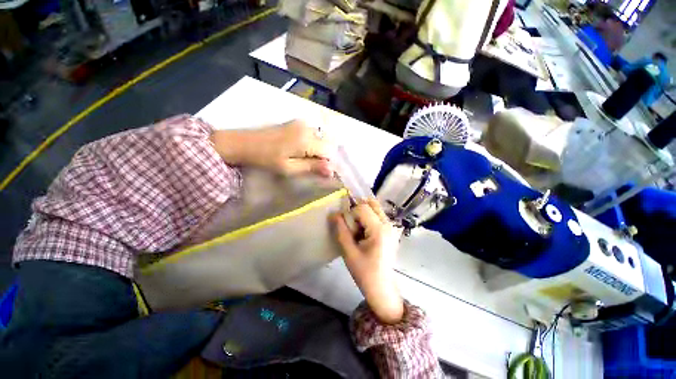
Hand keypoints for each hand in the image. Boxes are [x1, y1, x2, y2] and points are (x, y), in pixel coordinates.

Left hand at [211, 120, 333, 175]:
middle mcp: (307, 127)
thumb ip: (312, 167)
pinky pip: (312, 135)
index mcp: (306, 139)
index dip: (327, 163)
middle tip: (309, 167)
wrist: (243, 143)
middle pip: (325, 145)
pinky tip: (299, 151)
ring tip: (302, 160)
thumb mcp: (289, 168)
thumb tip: (332, 170)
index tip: (319, 172)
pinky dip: (310, 145)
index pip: (329, 152)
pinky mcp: (296, 123)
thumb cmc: (266, 159)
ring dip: (316, 152)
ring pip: (320, 140)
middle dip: (322, 157)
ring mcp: (301, 123)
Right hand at [331, 199, 403, 323]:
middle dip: (358, 209)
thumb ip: (341, 230)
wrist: (382, 288)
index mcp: (379, 230)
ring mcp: (392, 227)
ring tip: (357, 229)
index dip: (350, 214)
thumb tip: (334, 214)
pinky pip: (378, 216)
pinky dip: (369, 218)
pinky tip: (363, 232)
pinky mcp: (391, 231)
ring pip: (375, 208)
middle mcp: (388, 224)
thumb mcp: (349, 252)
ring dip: (363, 213)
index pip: (362, 208)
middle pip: (371, 204)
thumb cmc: (365, 272)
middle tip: (350, 223)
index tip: (346, 227)